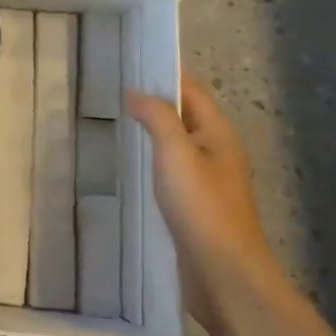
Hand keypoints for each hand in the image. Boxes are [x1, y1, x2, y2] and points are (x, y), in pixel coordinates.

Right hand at [127, 77, 276, 328]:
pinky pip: (169, 170)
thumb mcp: (176, 154)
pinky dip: (149, 159)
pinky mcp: (193, 206)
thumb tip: (136, 92)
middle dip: (153, 100)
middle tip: (111, 88)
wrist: (224, 276)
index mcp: (217, 133)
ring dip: (150, 131)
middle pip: (183, 115)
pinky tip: (126, 164)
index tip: (130, 59)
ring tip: (112, 120)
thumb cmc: (203, 209)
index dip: (163, 73)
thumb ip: (157, 117)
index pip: (190, 89)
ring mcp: (205, 180)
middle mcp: (215, 151)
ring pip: (175, 144)